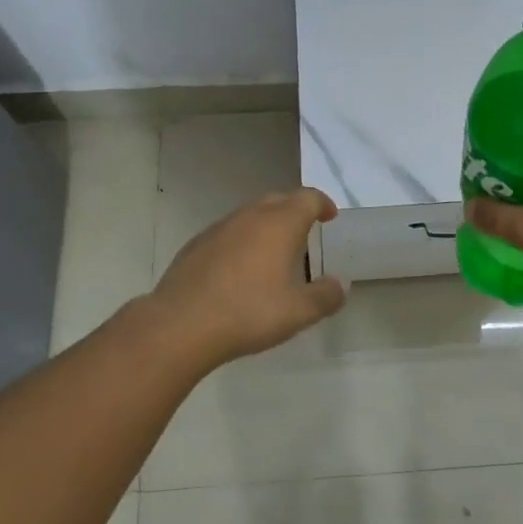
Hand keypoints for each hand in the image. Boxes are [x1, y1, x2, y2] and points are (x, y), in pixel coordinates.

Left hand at [151, 188, 348, 363]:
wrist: (181, 325)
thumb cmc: (248, 312)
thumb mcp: (298, 312)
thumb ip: (325, 296)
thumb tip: (341, 284)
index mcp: (279, 224)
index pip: (307, 198)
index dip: (322, 204)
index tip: (329, 216)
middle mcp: (250, 216)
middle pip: (278, 200)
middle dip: (295, 210)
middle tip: (305, 229)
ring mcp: (219, 228)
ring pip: (250, 214)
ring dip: (266, 224)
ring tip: (273, 249)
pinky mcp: (195, 245)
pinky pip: (228, 232)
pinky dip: (241, 240)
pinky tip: (239, 267)